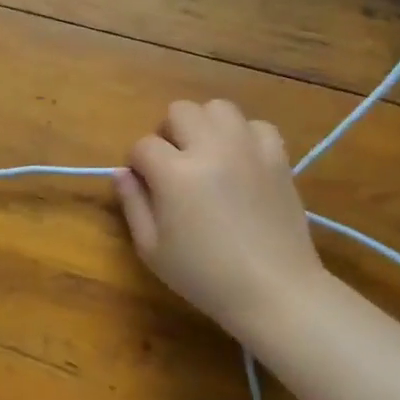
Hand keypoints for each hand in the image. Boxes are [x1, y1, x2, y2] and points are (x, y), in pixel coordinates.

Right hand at [115, 100, 326, 337]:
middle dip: (169, 133)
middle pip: (180, 111)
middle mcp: (211, 149)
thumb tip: (121, 172)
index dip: (137, 163)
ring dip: (205, 125)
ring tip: (207, 154)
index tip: (144, 184)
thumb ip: (132, 204)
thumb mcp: (152, 249)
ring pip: (218, 107)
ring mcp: (248, 149)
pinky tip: (241, 160)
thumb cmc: (204, 276)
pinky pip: (257, 125)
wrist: (275, 291)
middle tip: (174, 165)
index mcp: (175, 173)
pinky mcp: (278, 158)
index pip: (143, 145)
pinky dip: (244, 135)